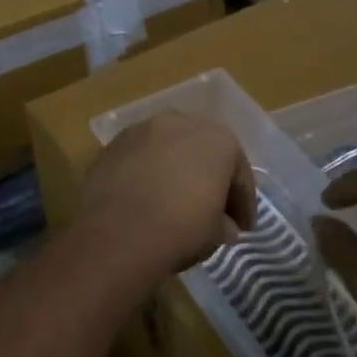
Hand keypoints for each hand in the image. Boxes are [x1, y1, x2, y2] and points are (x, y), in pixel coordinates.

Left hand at [80, 113, 255, 275]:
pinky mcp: (113, 143)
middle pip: (203, 151)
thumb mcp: (216, 235)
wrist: (117, 233)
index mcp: (219, 140)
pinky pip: (141, 157)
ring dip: (176, 169)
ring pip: (169, 148)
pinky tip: (146, 196)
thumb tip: (223, 225)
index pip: (238, 173)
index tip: (243, 228)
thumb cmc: (180, 229)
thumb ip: (224, 223)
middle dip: (210, 177)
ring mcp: (143, 129)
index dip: (243, 203)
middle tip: (212, 209)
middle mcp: (182, 122)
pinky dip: (148, 172)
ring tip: (175, 199)